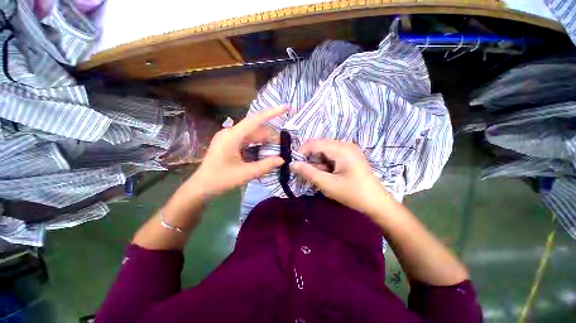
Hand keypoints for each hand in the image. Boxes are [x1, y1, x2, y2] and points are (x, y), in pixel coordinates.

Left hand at [188, 106, 285, 197]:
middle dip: (269, 135)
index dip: (273, 112)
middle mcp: (229, 132)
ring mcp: (226, 137)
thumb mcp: (245, 174)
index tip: (287, 107)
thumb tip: (282, 159)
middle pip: (254, 128)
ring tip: (276, 149)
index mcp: (232, 136)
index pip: (256, 119)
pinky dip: (254, 145)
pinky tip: (262, 152)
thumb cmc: (220, 179)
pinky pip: (243, 140)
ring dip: (262, 140)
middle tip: (284, 145)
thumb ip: (265, 166)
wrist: (200, 186)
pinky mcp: (225, 144)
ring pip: (249, 134)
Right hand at [291, 139, 389, 214]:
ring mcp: (350, 150)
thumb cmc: (353, 193)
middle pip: (320, 146)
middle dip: (311, 160)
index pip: (314, 143)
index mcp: (341, 148)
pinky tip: (328, 178)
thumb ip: (309, 173)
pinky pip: (334, 156)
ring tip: (319, 180)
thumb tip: (292, 164)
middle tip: (306, 176)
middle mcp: (346, 145)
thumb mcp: (328, 185)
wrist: (376, 202)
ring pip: (326, 152)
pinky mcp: (352, 157)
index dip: (301, 153)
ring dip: (319, 164)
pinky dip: (327, 165)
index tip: (293, 166)